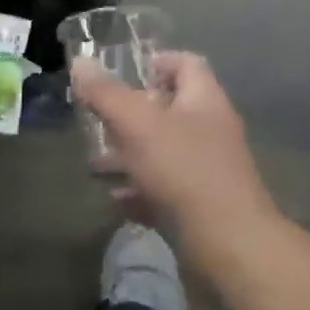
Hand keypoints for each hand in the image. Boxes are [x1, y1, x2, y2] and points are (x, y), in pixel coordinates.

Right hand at [72, 52, 279, 257]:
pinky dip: (140, 191)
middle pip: (169, 109)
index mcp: (204, 99)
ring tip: (96, 164)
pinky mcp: (202, 208)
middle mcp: (210, 130)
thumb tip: (80, 62)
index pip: (186, 63)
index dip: (156, 61)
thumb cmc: (184, 170)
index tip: (124, 73)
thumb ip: (106, 93)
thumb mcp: (137, 124)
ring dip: (129, 156)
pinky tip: (115, 199)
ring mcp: (208, 171)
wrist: (229, 248)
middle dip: (130, 115)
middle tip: (98, 120)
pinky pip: (166, 190)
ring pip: (163, 152)